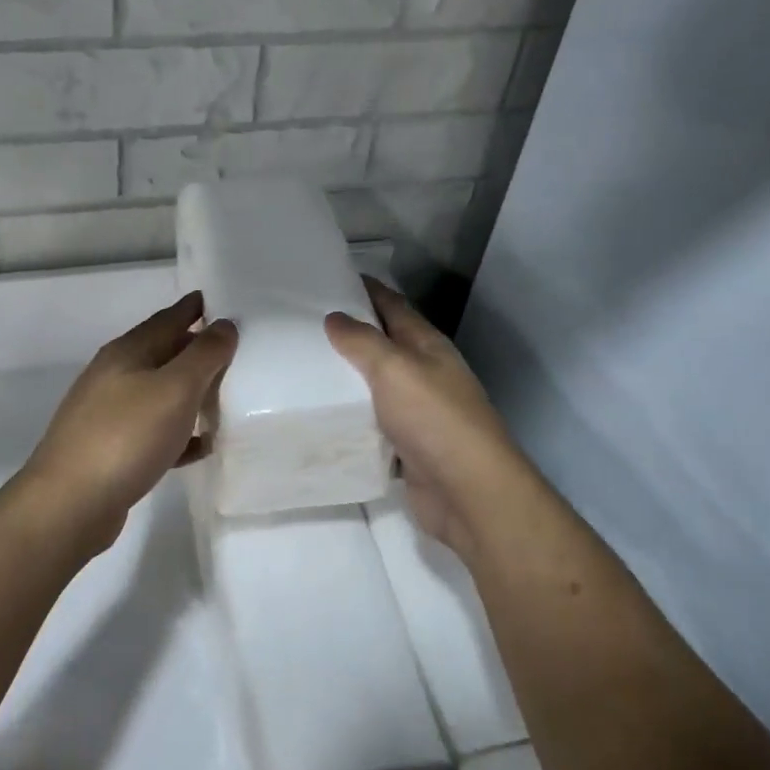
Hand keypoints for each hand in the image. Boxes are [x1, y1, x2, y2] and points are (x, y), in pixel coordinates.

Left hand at [18, 292, 236, 554]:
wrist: (69, 504)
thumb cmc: (126, 436)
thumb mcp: (174, 389)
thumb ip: (204, 355)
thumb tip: (224, 324)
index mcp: (127, 352)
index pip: (168, 318)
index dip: (194, 308)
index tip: (221, 300)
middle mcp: (114, 376)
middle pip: (163, 354)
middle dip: (196, 350)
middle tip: (235, 350)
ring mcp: (109, 414)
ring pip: (159, 393)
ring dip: (190, 392)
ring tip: (225, 396)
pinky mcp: (111, 450)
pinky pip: (154, 431)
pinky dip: (179, 432)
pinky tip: (201, 446)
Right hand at [326, 277, 533, 559]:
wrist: (467, 492)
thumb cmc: (433, 418)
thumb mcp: (394, 368)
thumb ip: (362, 341)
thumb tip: (334, 317)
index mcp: (427, 346)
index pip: (393, 305)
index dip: (367, 289)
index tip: (330, 277)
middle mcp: (425, 374)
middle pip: (383, 345)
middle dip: (349, 333)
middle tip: (302, 324)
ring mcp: (418, 412)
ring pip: (375, 386)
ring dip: (347, 377)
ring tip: (302, 366)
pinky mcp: (406, 447)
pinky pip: (372, 423)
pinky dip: (350, 417)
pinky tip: (320, 414)